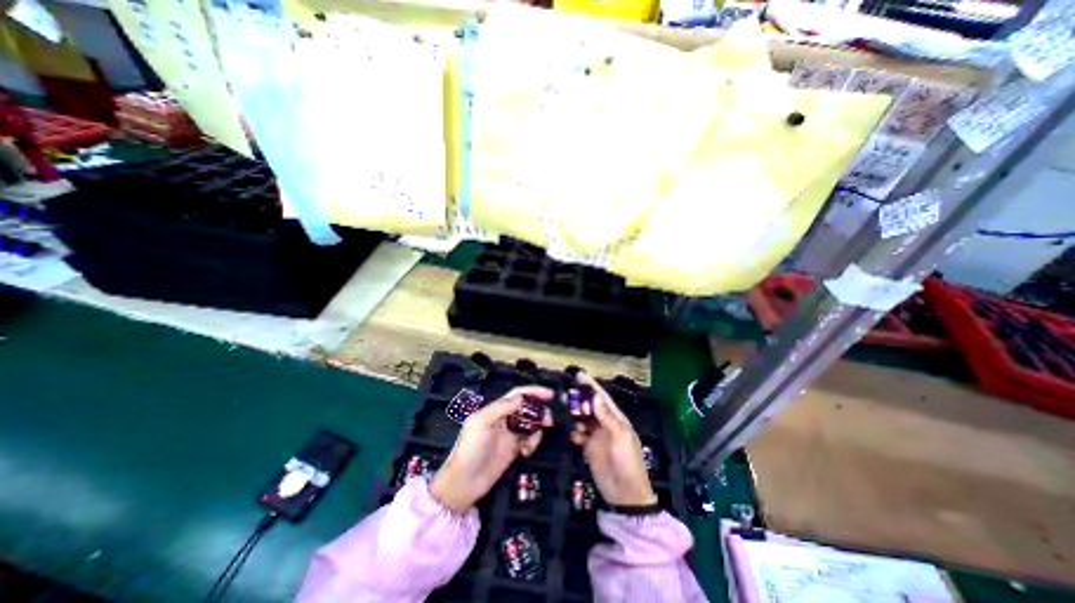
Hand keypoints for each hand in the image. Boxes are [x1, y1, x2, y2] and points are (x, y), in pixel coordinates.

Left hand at [432, 387, 553, 512]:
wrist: (464, 483)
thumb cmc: (470, 449)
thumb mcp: (481, 423)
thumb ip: (501, 407)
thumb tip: (521, 397)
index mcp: (495, 410)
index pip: (517, 395)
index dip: (533, 392)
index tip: (550, 394)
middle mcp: (504, 419)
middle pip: (527, 408)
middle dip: (539, 411)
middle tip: (549, 420)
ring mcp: (509, 434)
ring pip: (530, 424)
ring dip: (537, 429)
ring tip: (534, 440)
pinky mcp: (513, 449)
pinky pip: (529, 440)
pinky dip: (532, 443)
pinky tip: (526, 451)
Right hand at [567, 374, 658, 506]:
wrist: (625, 495)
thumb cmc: (628, 463)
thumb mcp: (620, 437)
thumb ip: (607, 417)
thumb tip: (595, 397)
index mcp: (616, 418)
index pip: (602, 397)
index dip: (591, 386)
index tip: (579, 375)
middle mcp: (605, 423)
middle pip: (589, 406)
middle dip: (578, 398)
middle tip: (564, 393)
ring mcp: (596, 435)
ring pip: (582, 418)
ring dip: (573, 414)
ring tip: (561, 409)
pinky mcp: (588, 447)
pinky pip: (578, 434)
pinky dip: (572, 431)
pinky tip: (569, 432)